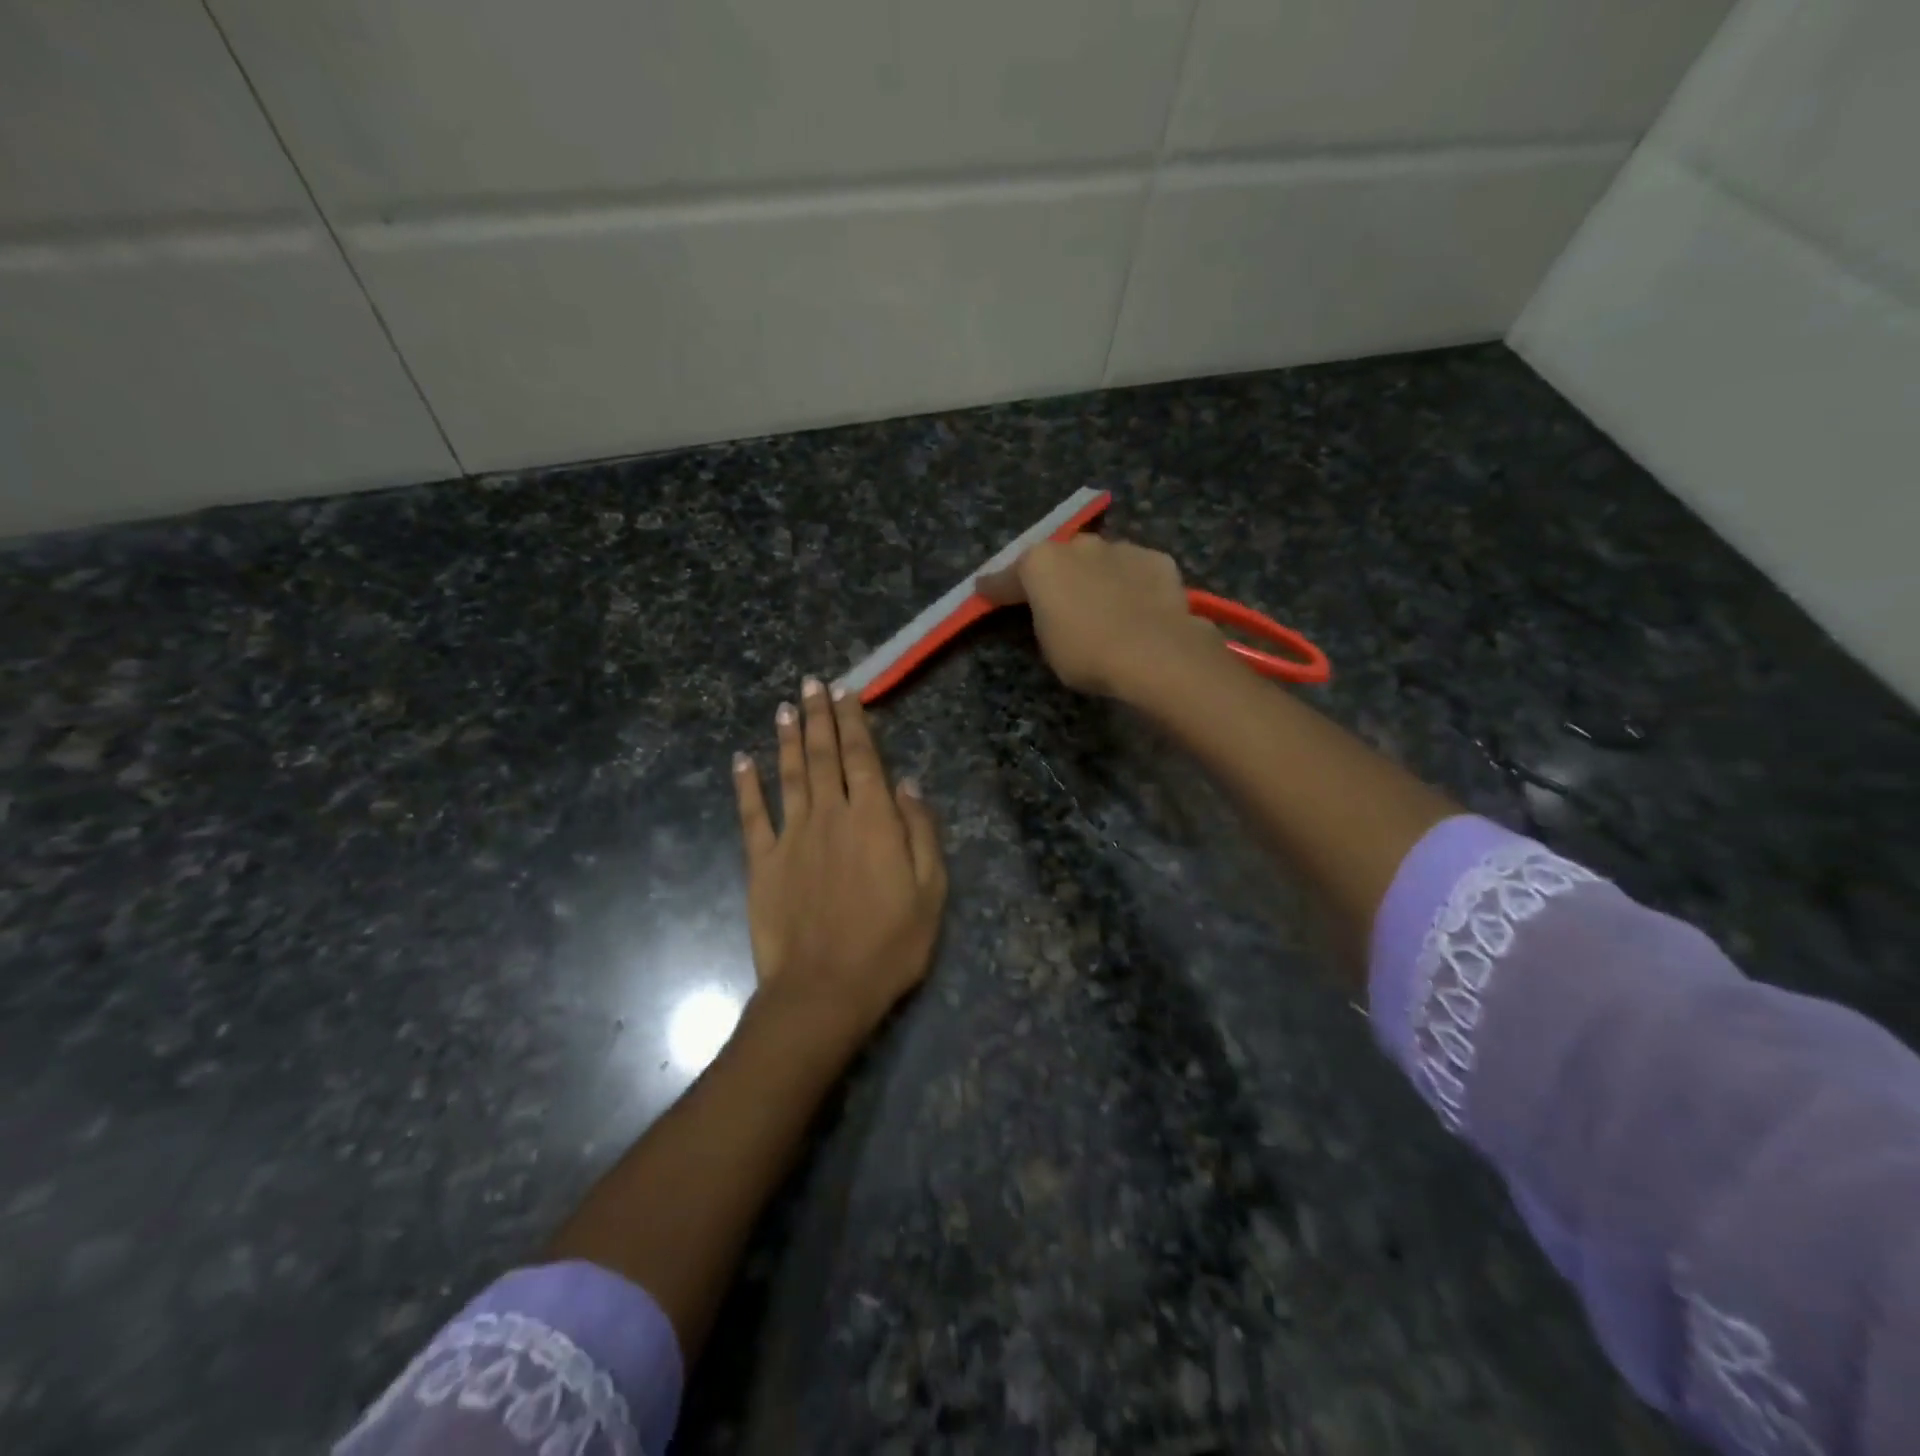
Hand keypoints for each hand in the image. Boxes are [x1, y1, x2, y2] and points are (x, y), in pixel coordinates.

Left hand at [732, 677, 946, 1040]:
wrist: (824, 990)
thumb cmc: (889, 944)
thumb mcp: (930, 891)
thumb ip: (920, 832)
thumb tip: (909, 784)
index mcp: (873, 820)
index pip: (863, 758)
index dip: (854, 722)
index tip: (846, 692)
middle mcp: (830, 815)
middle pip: (823, 756)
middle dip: (819, 717)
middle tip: (812, 683)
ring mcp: (792, 836)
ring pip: (789, 775)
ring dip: (787, 738)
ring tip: (784, 706)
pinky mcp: (762, 862)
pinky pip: (752, 815)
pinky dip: (746, 785)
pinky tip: (742, 760)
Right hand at [977, 534, 1220, 700]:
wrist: (1155, 652)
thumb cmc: (1087, 654)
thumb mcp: (1047, 645)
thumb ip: (1042, 618)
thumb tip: (1049, 611)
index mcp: (1041, 564)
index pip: (1007, 577)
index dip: (994, 587)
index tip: (983, 591)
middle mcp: (1078, 545)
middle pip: (1057, 559)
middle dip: (1053, 576)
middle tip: (1055, 600)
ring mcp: (1120, 547)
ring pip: (1099, 559)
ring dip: (1094, 576)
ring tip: (1101, 604)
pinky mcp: (1156, 559)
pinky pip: (1134, 570)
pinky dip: (1131, 583)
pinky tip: (1137, 606)